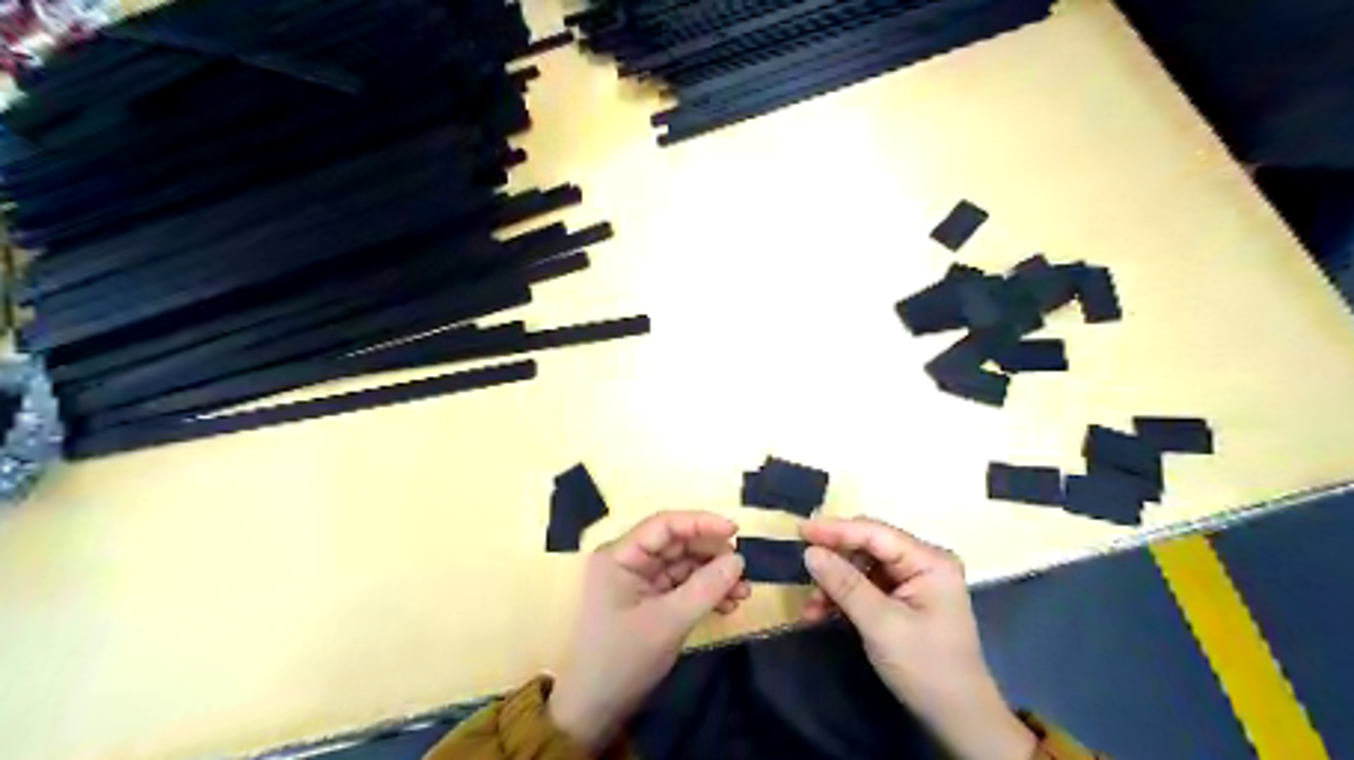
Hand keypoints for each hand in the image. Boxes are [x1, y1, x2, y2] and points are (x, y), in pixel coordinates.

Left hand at [547, 508, 752, 751]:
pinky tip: (729, 605)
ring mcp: (640, 581)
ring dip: (714, 576)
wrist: (596, 710)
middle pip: (677, 544)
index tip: (735, 531)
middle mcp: (629, 561)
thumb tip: (738, 559)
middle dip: (712, 554)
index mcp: (620, 555)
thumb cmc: (623, 659)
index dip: (701, 523)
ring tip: (743, 593)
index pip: (664, 525)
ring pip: (684, 565)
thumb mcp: (668, 622)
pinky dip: (706, 593)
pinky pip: (683, 586)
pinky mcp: (650, 601)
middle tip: (743, 569)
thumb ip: (705, 588)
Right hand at [796, 516, 1031, 759]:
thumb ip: (845, 585)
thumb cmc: (926, 667)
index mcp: (929, 561)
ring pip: (860, 567)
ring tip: (810, 608)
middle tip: (801, 570)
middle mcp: (921, 562)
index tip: (799, 530)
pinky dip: (842, 598)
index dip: (835, 529)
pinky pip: (864, 586)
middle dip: (833, 561)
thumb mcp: (882, 625)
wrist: (957, 719)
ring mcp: (912, 581)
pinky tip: (820, 614)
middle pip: (866, 547)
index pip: (875, 533)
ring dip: (833, 584)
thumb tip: (810, 552)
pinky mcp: (901, 600)